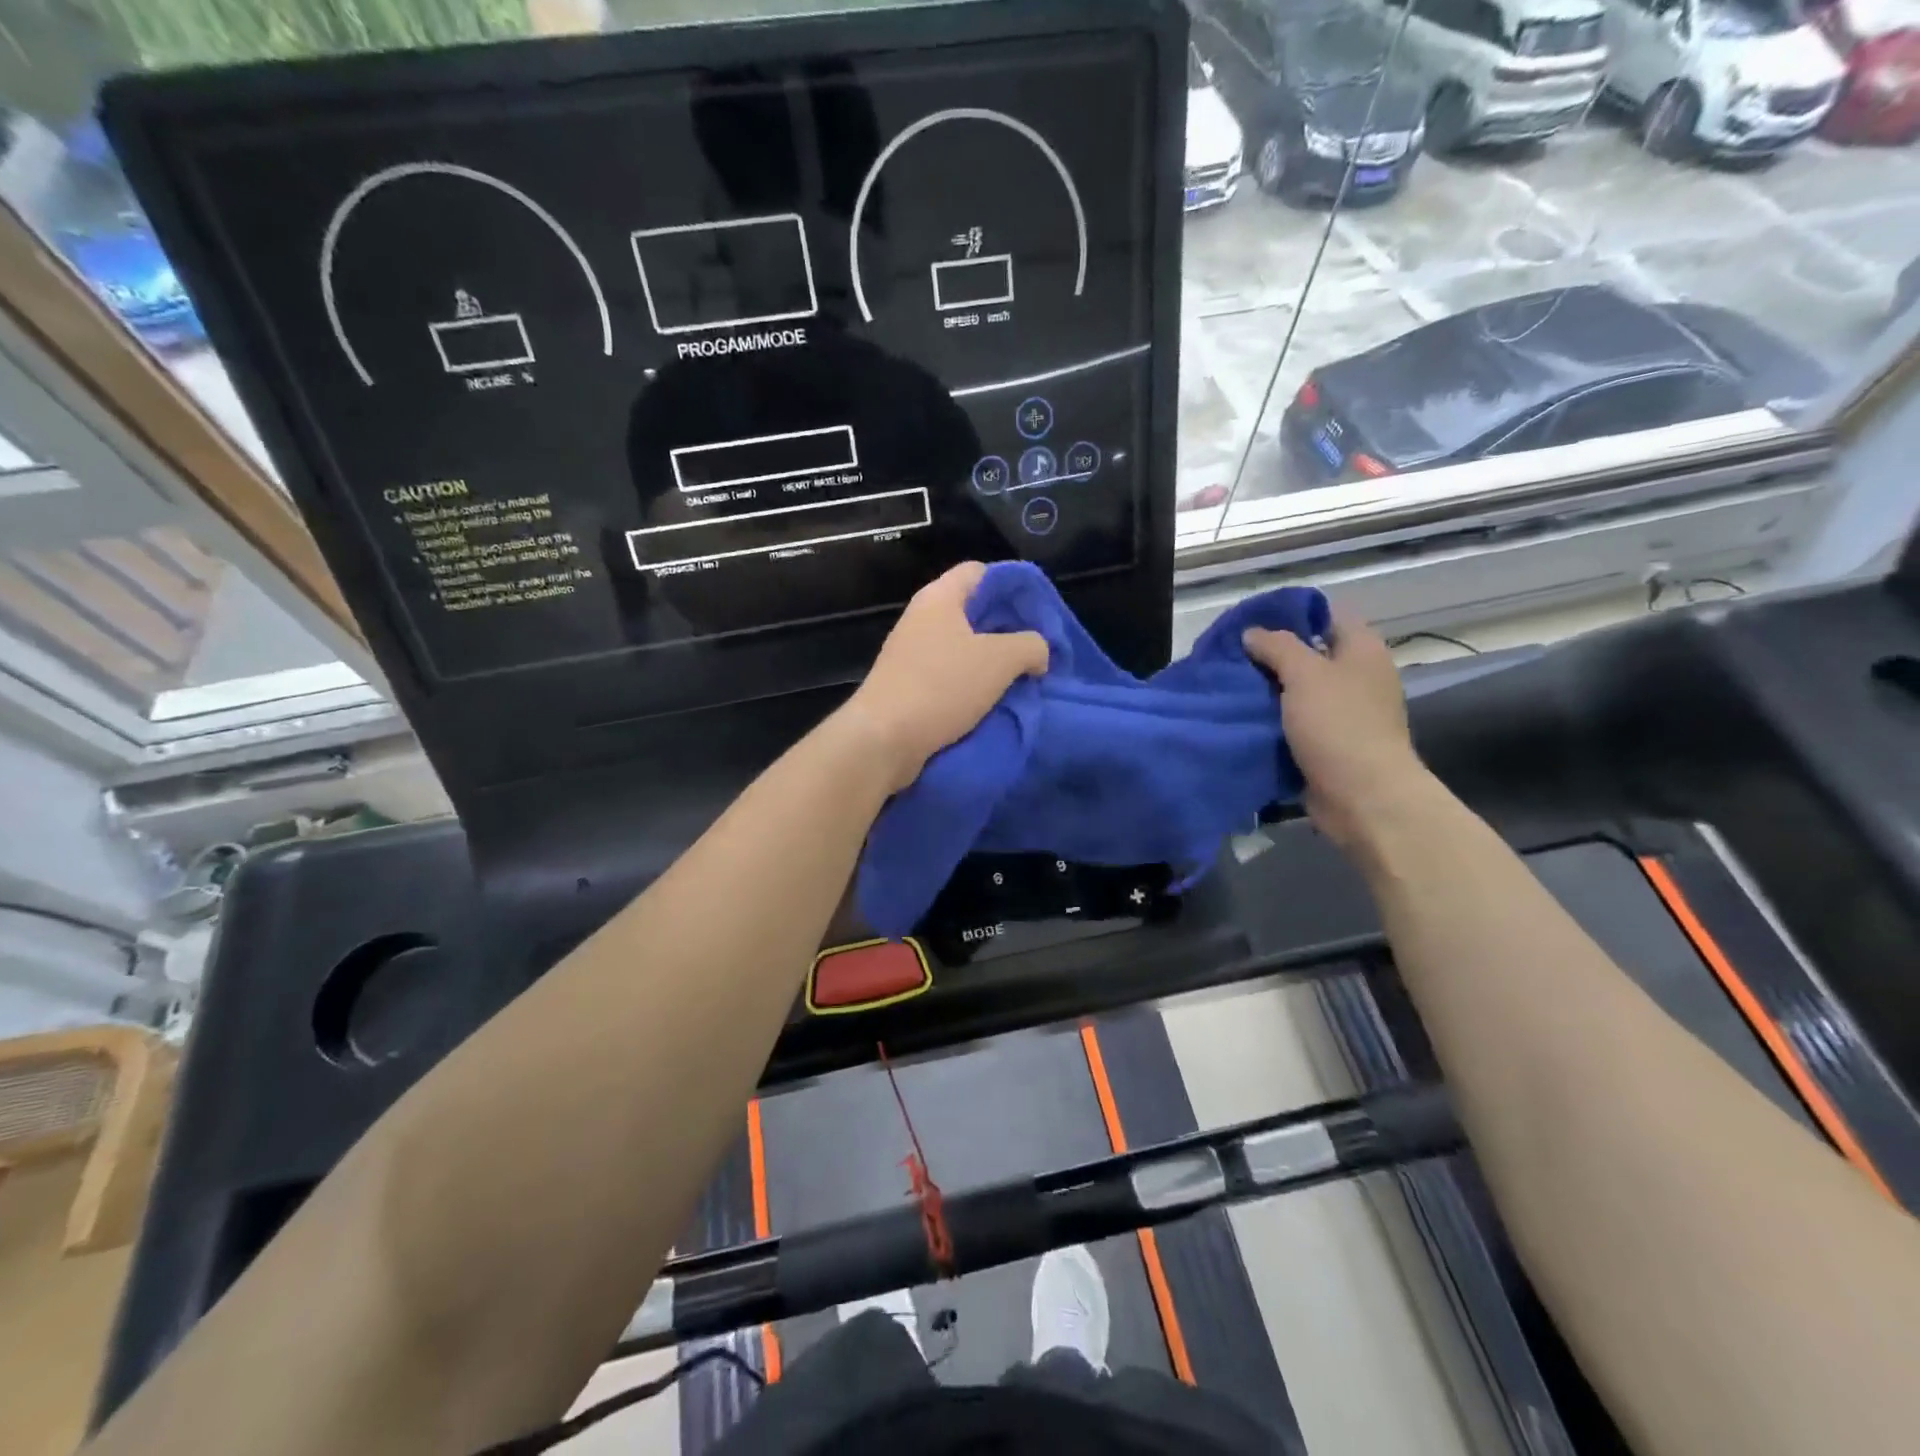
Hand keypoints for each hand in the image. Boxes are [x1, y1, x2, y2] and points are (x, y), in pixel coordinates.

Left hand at [841, 562, 1049, 792]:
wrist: (884, 739)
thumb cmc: (942, 686)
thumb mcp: (1001, 660)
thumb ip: (1031, 645)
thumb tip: (1038, 653)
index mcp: (939, 597)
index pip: (980, 571)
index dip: (1012, 585)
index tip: (1037, 612)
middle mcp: (922, 618)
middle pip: (973, 611)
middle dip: (1007, 629)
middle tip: (1036, 651)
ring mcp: (912, 653)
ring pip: (963, 647)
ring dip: (992, 663)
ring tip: (1021, 679)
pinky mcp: (908, 684)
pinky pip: (949, 675)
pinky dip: (972, 685)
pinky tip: (993, 701)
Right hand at [1243, 603, 1430, 848]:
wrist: (1363, 797)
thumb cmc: (1339, 725)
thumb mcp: (1305, 673)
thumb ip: (1277, 646)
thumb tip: (1253, 633)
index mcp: (1362, 650)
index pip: (1328, 615)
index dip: (1293, 613)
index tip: (1253, 621)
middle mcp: (1358, 677)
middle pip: (1311, 654)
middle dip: (1273, 655)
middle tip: (1233, 656)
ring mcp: (1346, 713)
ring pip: (1300, 691)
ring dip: (1270, 691)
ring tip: (1232, 686)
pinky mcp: (1330, 744)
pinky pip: (1296, 723)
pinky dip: (1274, 721)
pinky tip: (1244, 719)